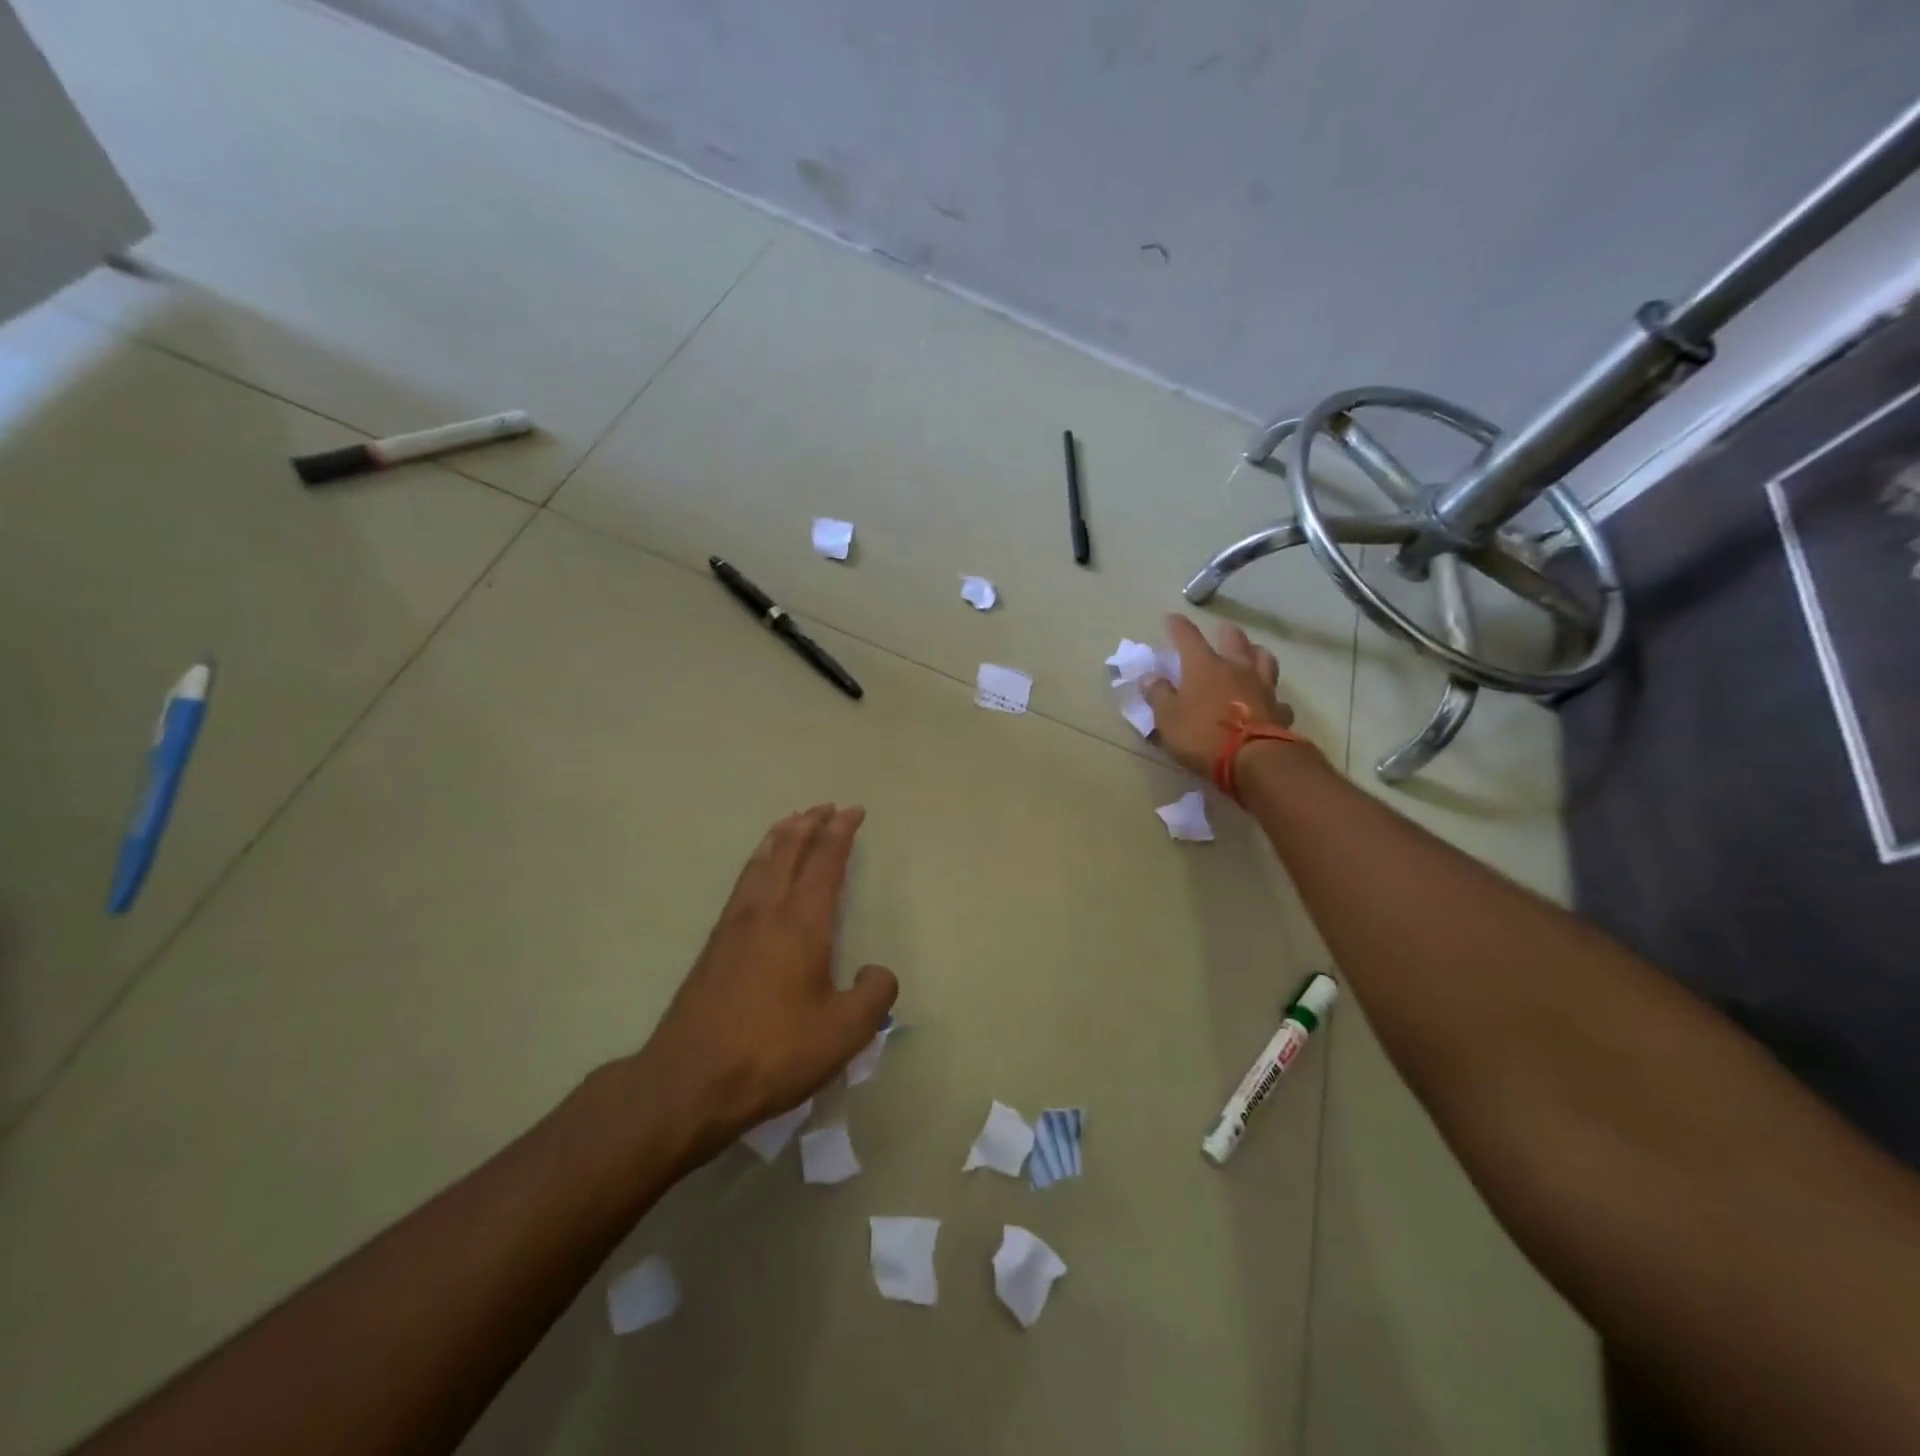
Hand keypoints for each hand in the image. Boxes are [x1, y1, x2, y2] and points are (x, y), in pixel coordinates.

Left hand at [630, 805, 896, 1170]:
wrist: (689, 1081)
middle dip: (810, 825)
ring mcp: (734, 927)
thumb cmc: (773, 1052)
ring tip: (791, 821)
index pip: (825, 863)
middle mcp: (766, 912)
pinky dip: (758, 862)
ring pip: (760, 863)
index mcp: (802, 923)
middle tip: (825, 806)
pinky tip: (758, 874)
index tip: (853, 811)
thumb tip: (877, 972)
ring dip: (780, 837)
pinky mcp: (714, 947)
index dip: (841, 834)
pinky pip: (743, 884)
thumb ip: (874, 995)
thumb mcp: (843, 1032)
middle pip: (789, 852)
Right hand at [1144, 614, 1297, 778]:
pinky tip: (1269, 702)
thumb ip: (1158, 695)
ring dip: (1256, 654)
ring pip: (1264, 660)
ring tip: (1252, 654)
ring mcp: (1262, 687)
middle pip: (1234, 640)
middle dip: (1226, 633)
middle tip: (1222, 631)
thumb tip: (1149, 677)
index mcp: (1204, 666)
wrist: (1253, 759)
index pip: (1188, 637)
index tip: (1171, 618)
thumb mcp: (1168, 718)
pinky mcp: (1279, 710)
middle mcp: (1236, 668)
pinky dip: (1272, 697)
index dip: (1178, 626)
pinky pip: (1277, 698)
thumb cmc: (1201, 735)